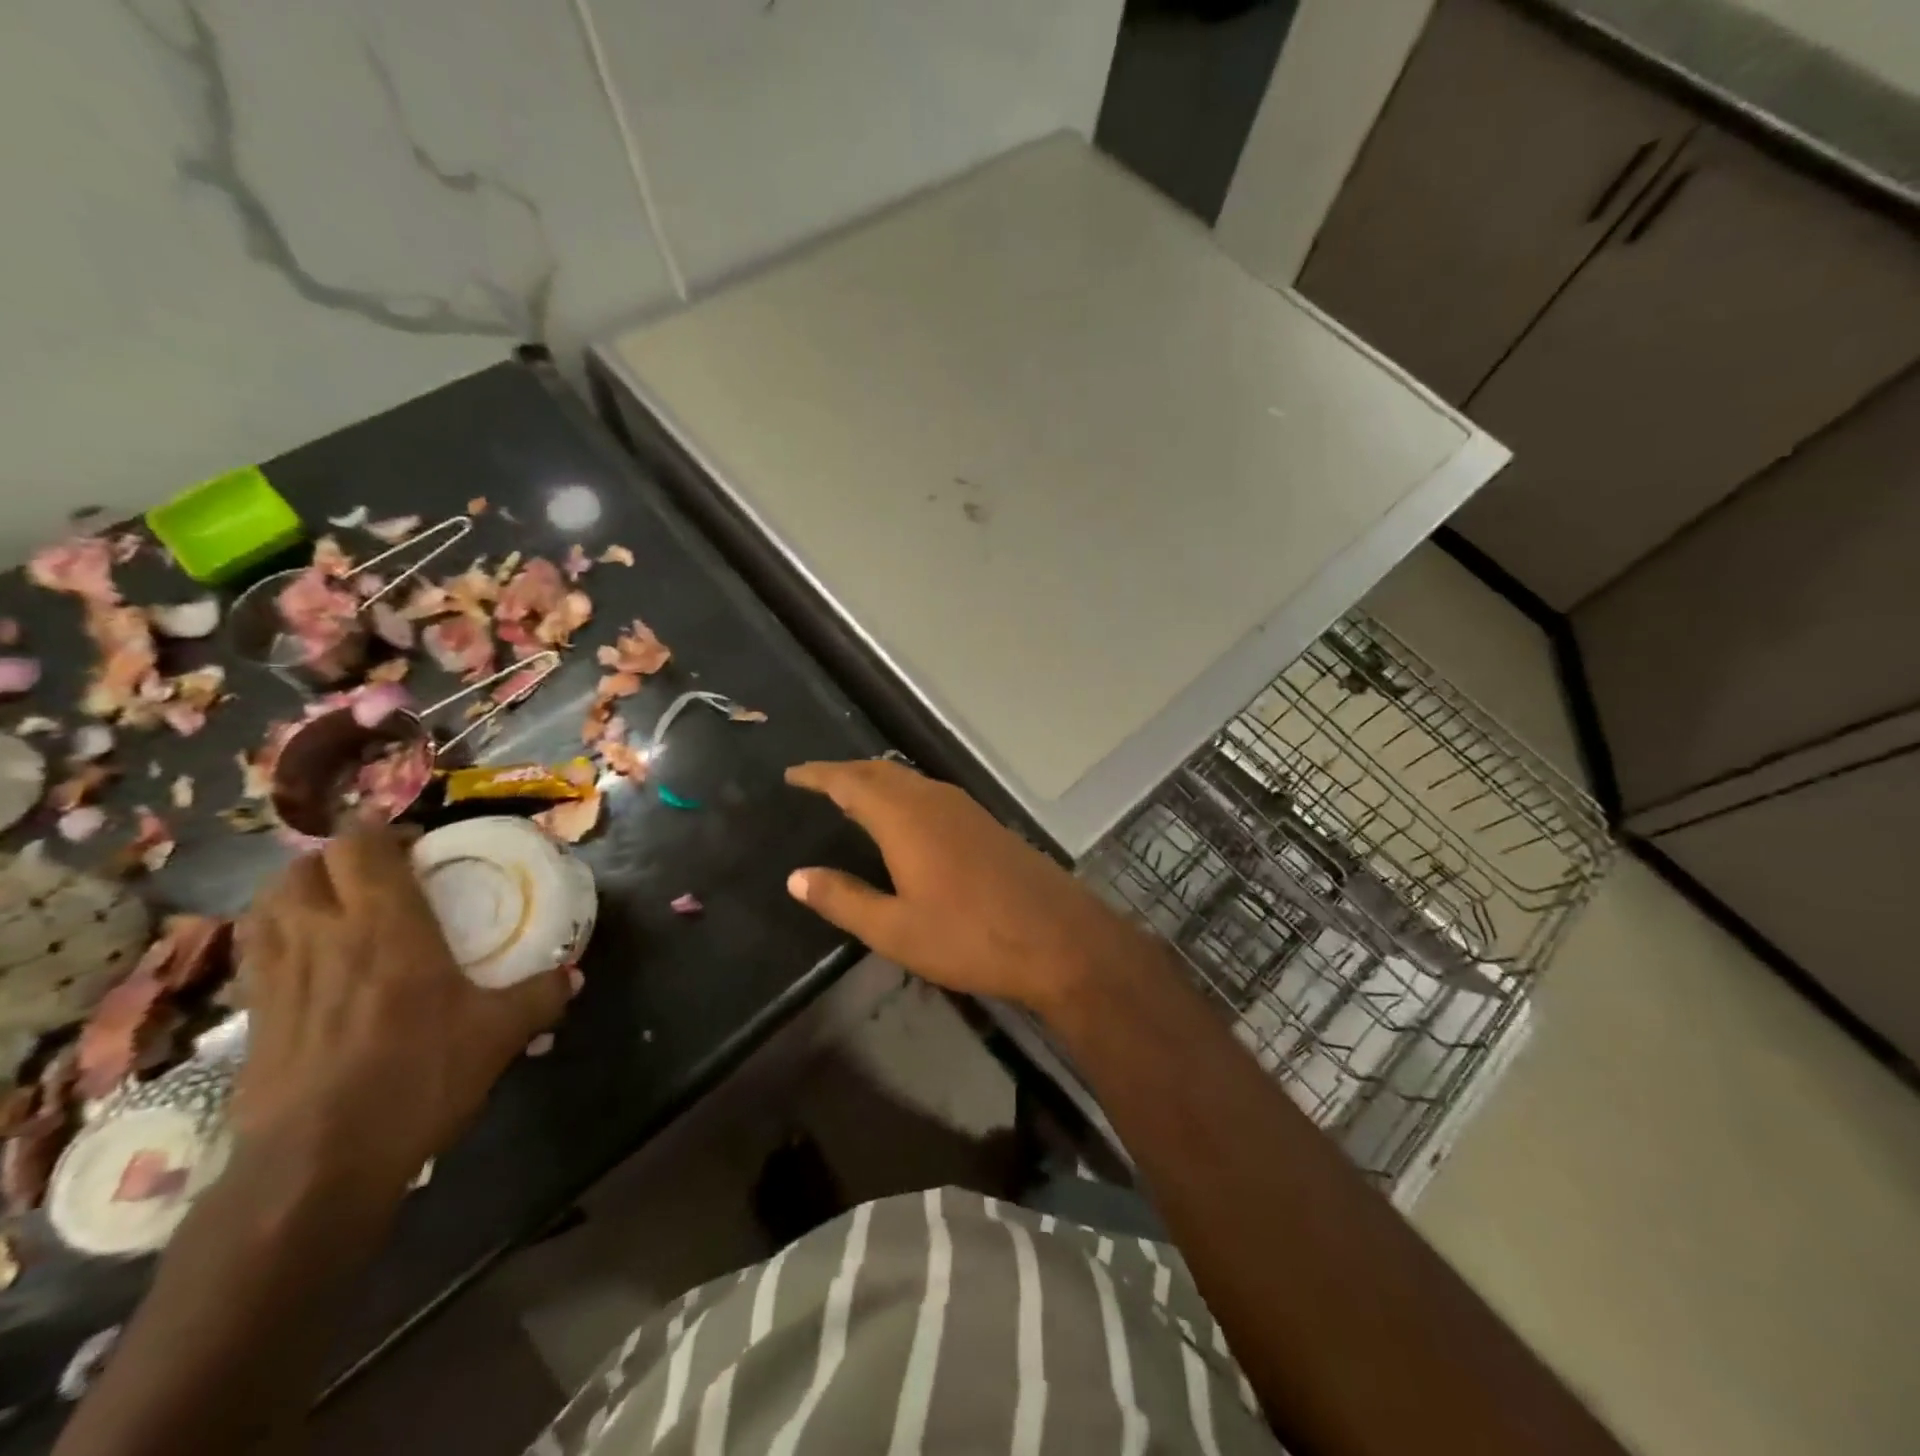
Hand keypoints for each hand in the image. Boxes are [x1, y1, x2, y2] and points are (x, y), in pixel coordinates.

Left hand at [233, 828, 567, 1192]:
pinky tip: (312, 956)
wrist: (317, 1164)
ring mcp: (277, 973)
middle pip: (307, 864)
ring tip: (341, 903)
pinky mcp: (251, 1013)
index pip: (360, 845)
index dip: (382, 828)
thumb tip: (573, 974)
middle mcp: (322, 934)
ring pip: (270, 901)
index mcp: (385, 925)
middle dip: (342, 855)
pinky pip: (257, 946)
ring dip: (303, 887)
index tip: (419, 841)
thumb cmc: (417, 1078)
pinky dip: (280, 931)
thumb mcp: (499, 1034)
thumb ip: (540, 994)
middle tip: (383, 871)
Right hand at [784, 760, 1149, 1012]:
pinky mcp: (985, 823)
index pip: (850, 781)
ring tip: (851, 797)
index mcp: (905, 818)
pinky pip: (930, 794)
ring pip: (909, 781)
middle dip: (845, 773)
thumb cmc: (970, 937)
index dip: (818, 775)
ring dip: (876, 782)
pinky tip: (903, 821)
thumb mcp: (896, 930)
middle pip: (881, 772)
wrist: (1058, 938)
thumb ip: (843, 899)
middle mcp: (934, 800)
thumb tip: (796, 876)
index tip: (792, 774)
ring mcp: (965, 808)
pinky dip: (903, 796)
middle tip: (816, 783)